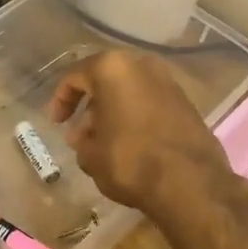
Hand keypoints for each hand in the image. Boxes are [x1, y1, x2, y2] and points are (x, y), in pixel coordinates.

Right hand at [47, 50, 239, 224]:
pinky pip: (150, 102)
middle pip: (106, 80)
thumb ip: (81, 141)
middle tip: (79, 133)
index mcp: (113, 68)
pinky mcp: (187, 102)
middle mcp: (142, 65)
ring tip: (103, 142)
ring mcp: (169, 82)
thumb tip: (83, 137)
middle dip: (90, 105)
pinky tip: (130, 143)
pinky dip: (136, 116)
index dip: (61, 100)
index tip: (56, 122)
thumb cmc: (131, 161)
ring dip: (113, 111)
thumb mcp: (91, 155)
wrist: (191, 183)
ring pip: (130, 90)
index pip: (76, 76)